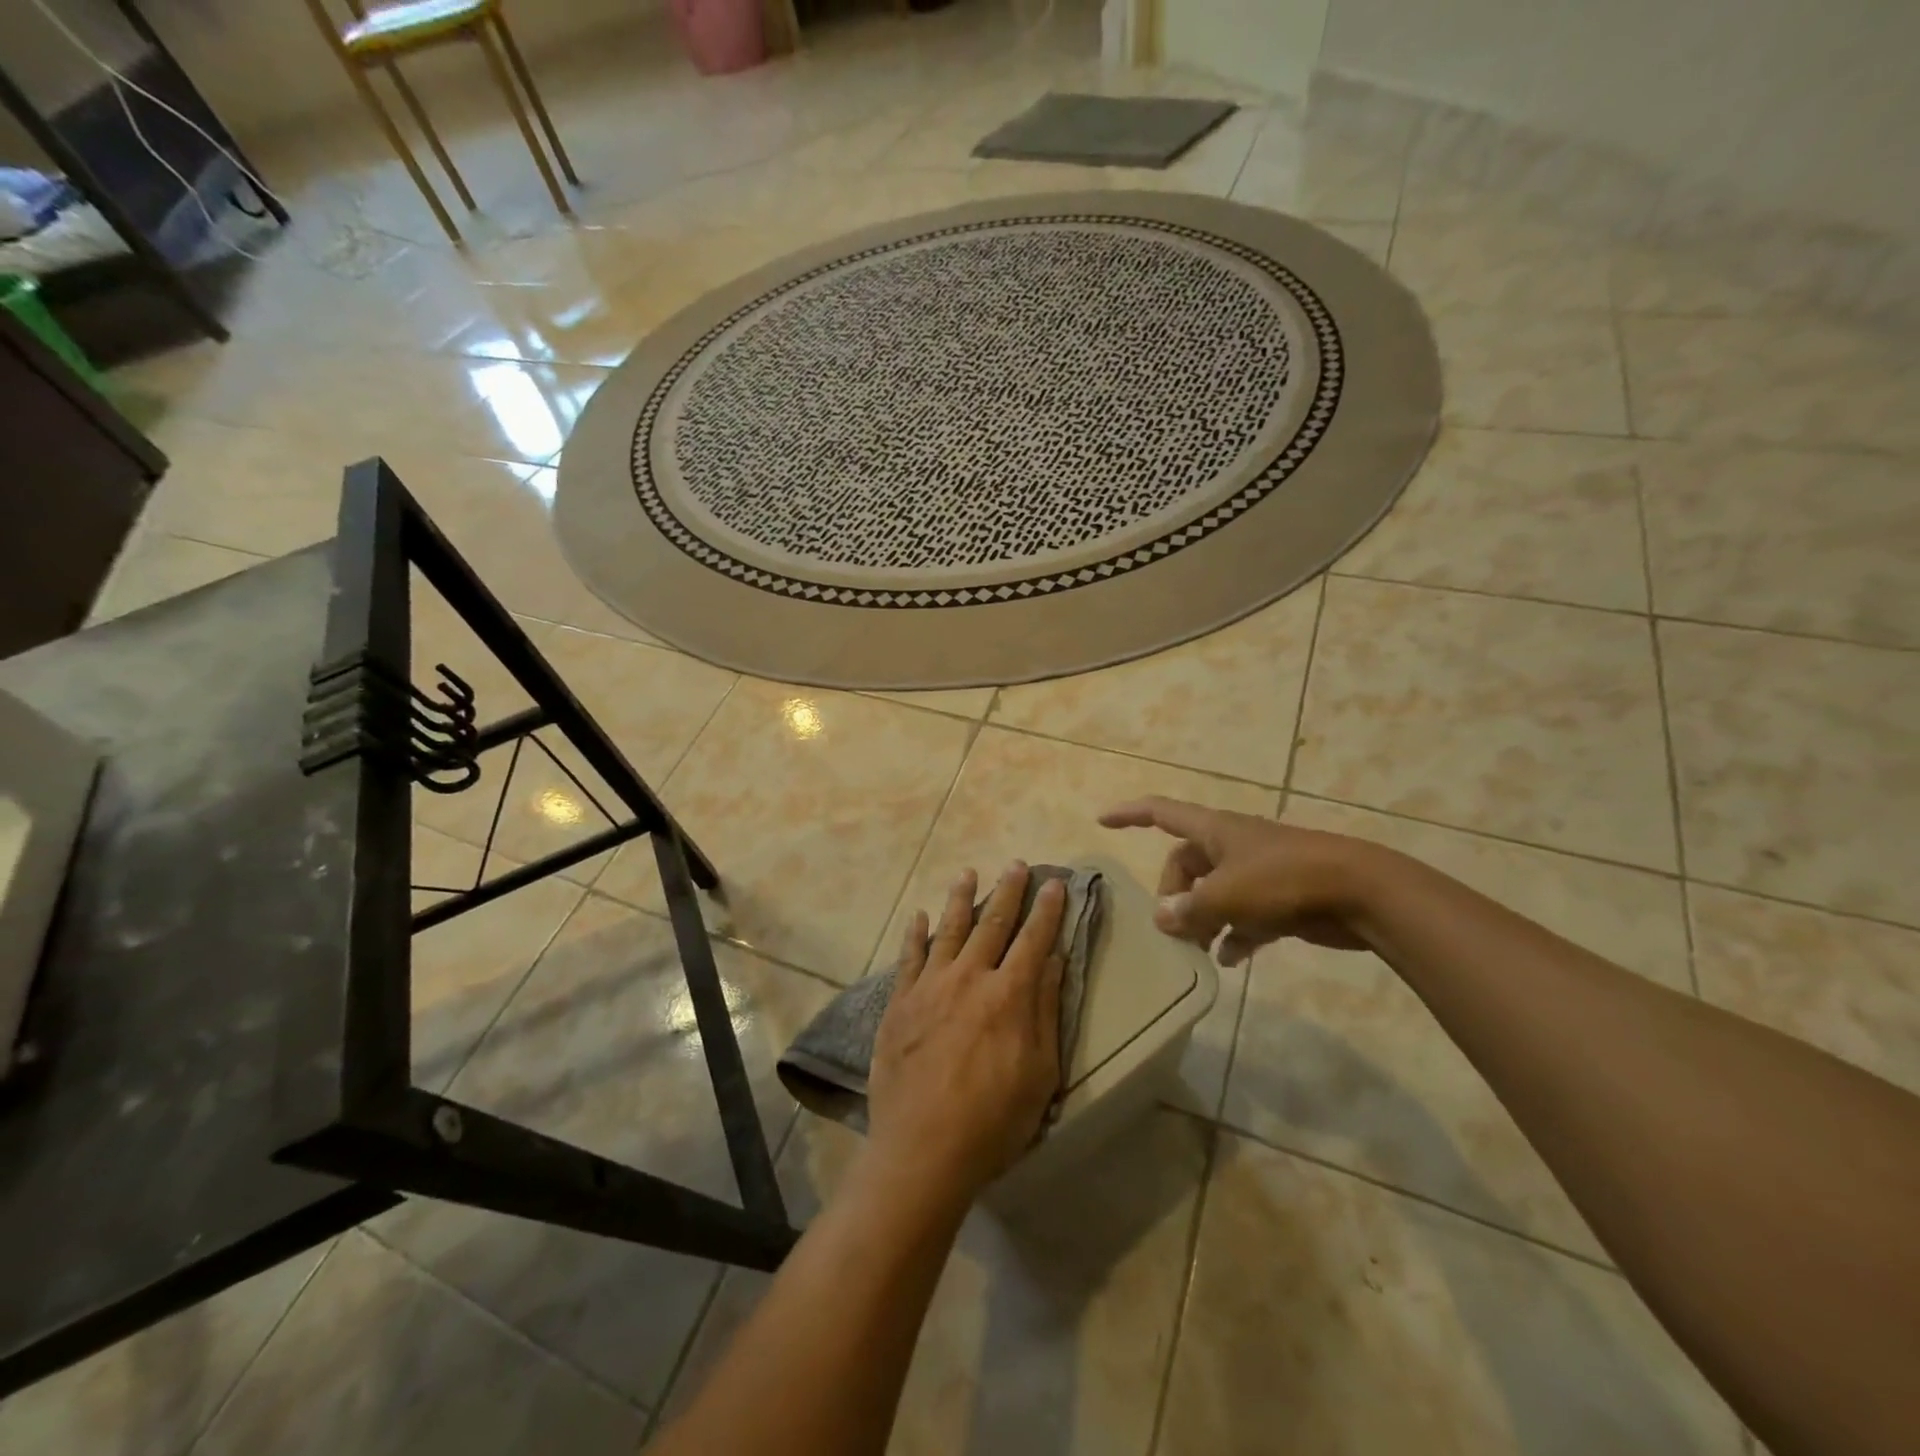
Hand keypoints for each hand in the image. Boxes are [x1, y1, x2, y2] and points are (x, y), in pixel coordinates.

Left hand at [867, 863, 1067, 1205]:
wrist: (923, 1149)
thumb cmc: (993, 1120)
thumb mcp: (1040, 1073)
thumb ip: (1045, 1010)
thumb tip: (1053, 959)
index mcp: (1008, 995)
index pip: (1033, 939)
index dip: (1047, 909)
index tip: (1055, 882)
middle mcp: (969, 977)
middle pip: (992, 923)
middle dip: (1007, 891)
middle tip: (1016, 865)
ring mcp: (930, 986)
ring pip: (948, 929)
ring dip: (960, 899)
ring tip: (968, 873)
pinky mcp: (900, 1002)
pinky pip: (908, 957)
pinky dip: (914, 933)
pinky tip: (917, 915)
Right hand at [1099, 797, 1372, 961]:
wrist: (1360, 892)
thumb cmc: (1284, 881)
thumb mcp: (1226, 895)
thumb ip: (1188, 908)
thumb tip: (1163, 917)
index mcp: (1215, 830)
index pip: (1161, 812)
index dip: (1129, 813)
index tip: (1102, 820)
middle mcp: (1232, 846)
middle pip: (1186, 863)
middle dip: (1174, 894)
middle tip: (1172, 927)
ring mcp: (1259, 871)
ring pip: (1215, 892)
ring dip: (1201, 918)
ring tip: (1194, 949)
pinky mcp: (1282, 898)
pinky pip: (1245, 915)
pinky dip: (1233, 934)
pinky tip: (1228, 960)